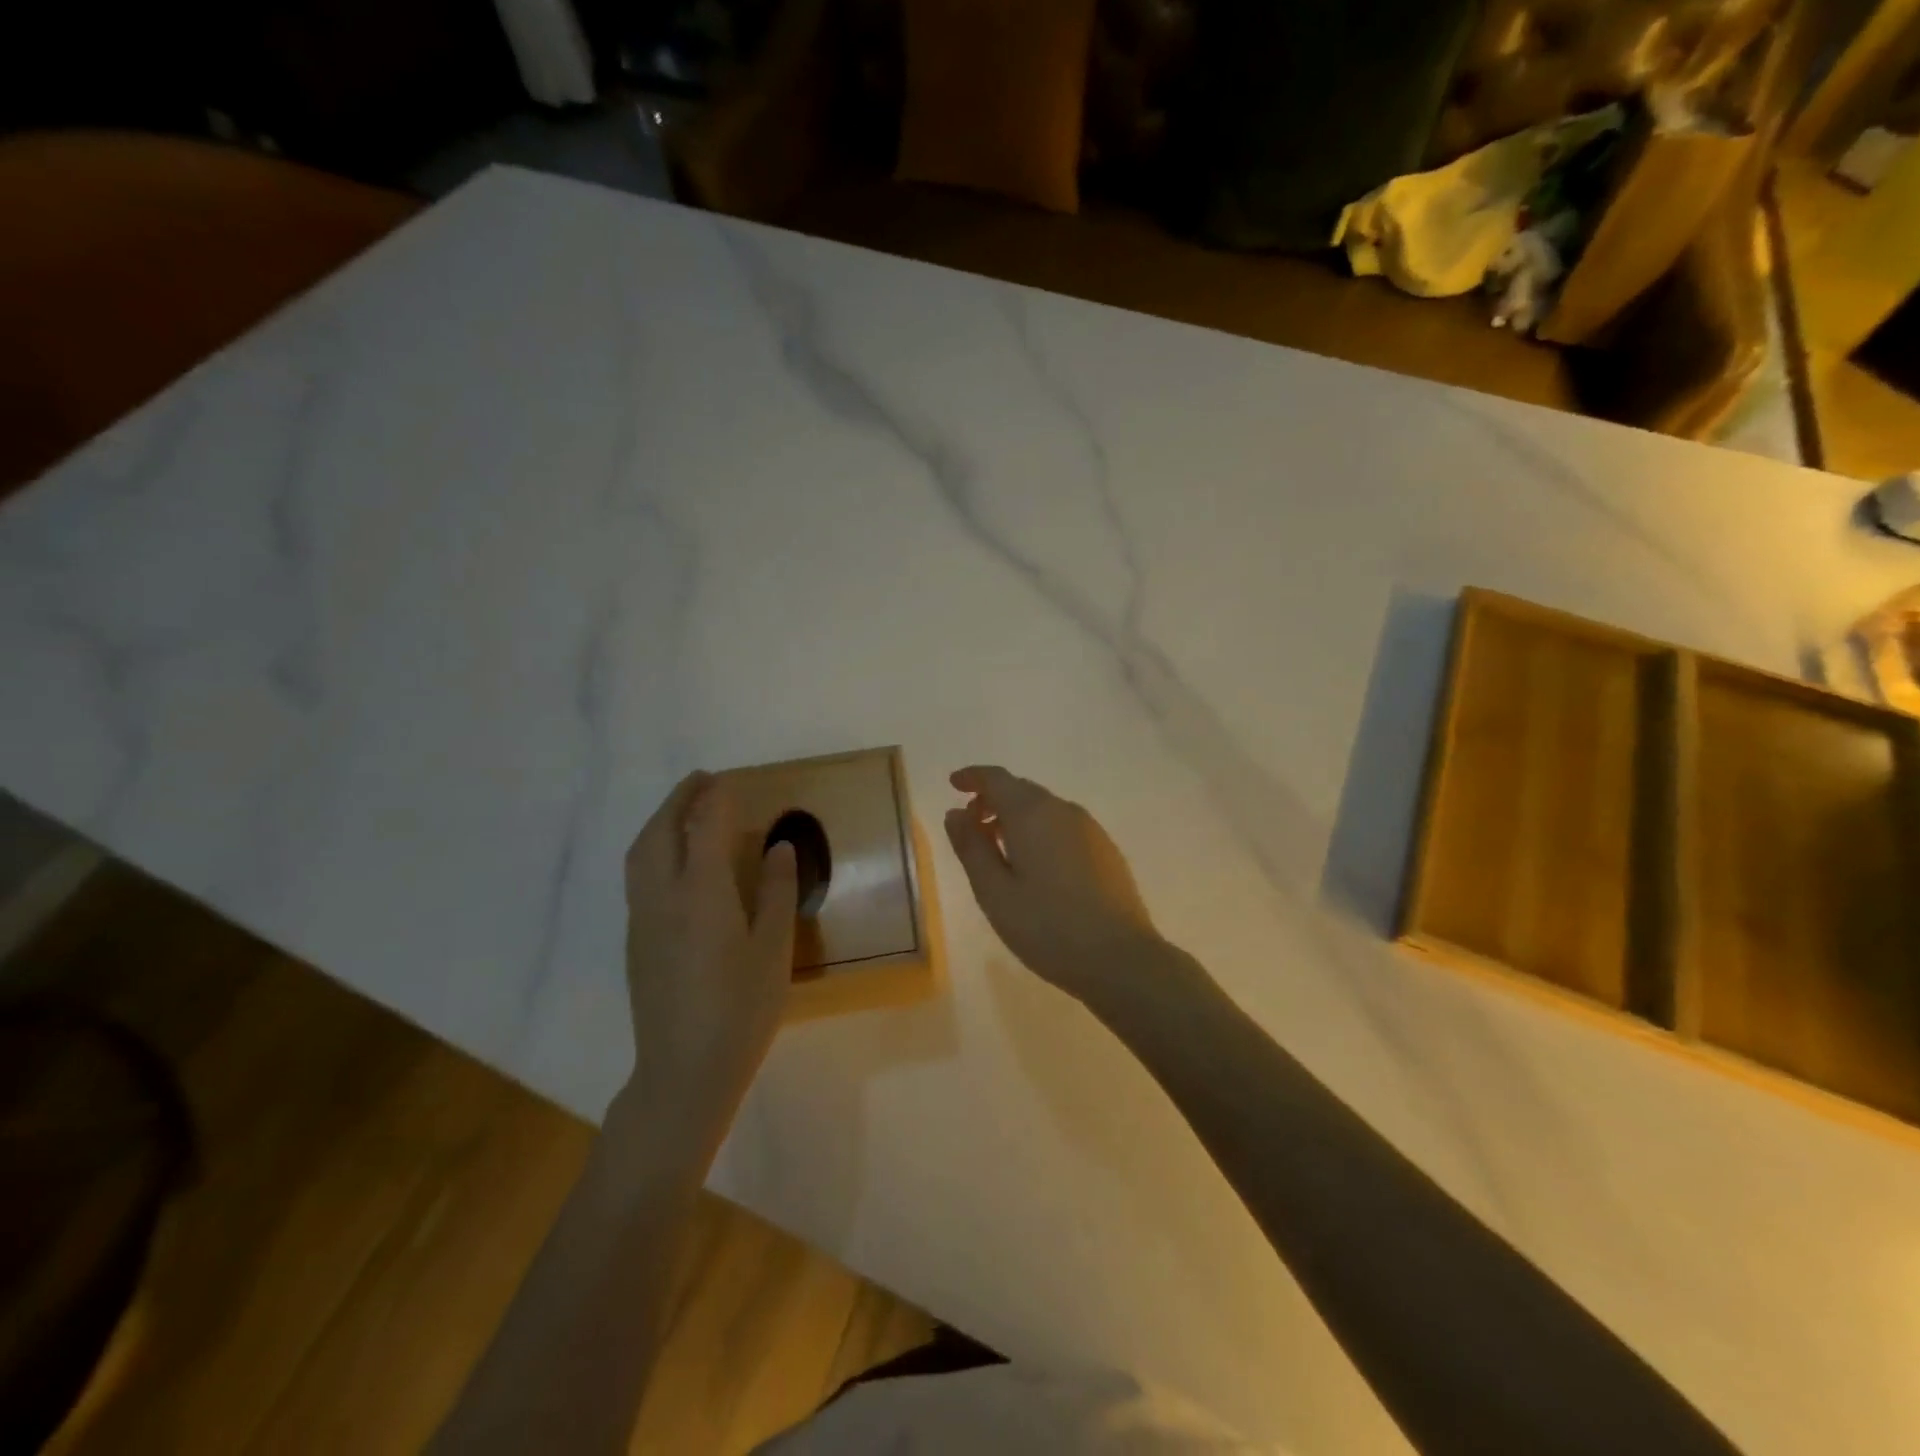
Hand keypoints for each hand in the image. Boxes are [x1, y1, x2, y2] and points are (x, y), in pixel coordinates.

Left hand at [622, 772, 797, 1123]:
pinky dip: (652, 849)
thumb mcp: (773, 950)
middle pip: (660, 832)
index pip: (704, 828)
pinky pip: (637, 876)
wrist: (683, 1072)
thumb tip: (779, 846)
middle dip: (679, 799)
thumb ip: (777, 892)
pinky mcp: (635, 941)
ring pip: (640, 853)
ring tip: (683, 809)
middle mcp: (663, 897)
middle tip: (702, 780)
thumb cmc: (741, 1010)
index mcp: (701, 894)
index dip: (715, 799)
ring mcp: (642, 919)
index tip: (726, 779)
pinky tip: (672, 860)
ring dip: (659, 821)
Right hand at [944, 765, 1163, 999]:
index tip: (954, 784)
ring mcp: (1089, 828)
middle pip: (1021, 790)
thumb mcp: (994, 892)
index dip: (973, 777)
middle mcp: (1063, 809)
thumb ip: (971, 847)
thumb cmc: (1047, 926)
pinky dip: (1040, 831)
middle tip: (971, 826)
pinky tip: (1036, 866)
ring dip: (1016, 817)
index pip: (997, 779)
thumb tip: (955, 812)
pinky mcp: (1106, 849)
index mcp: (1032, 814)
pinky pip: (1063, 826)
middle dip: (992, 800)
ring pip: (1044, 808)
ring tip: (999, 849)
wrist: (1120, 958)